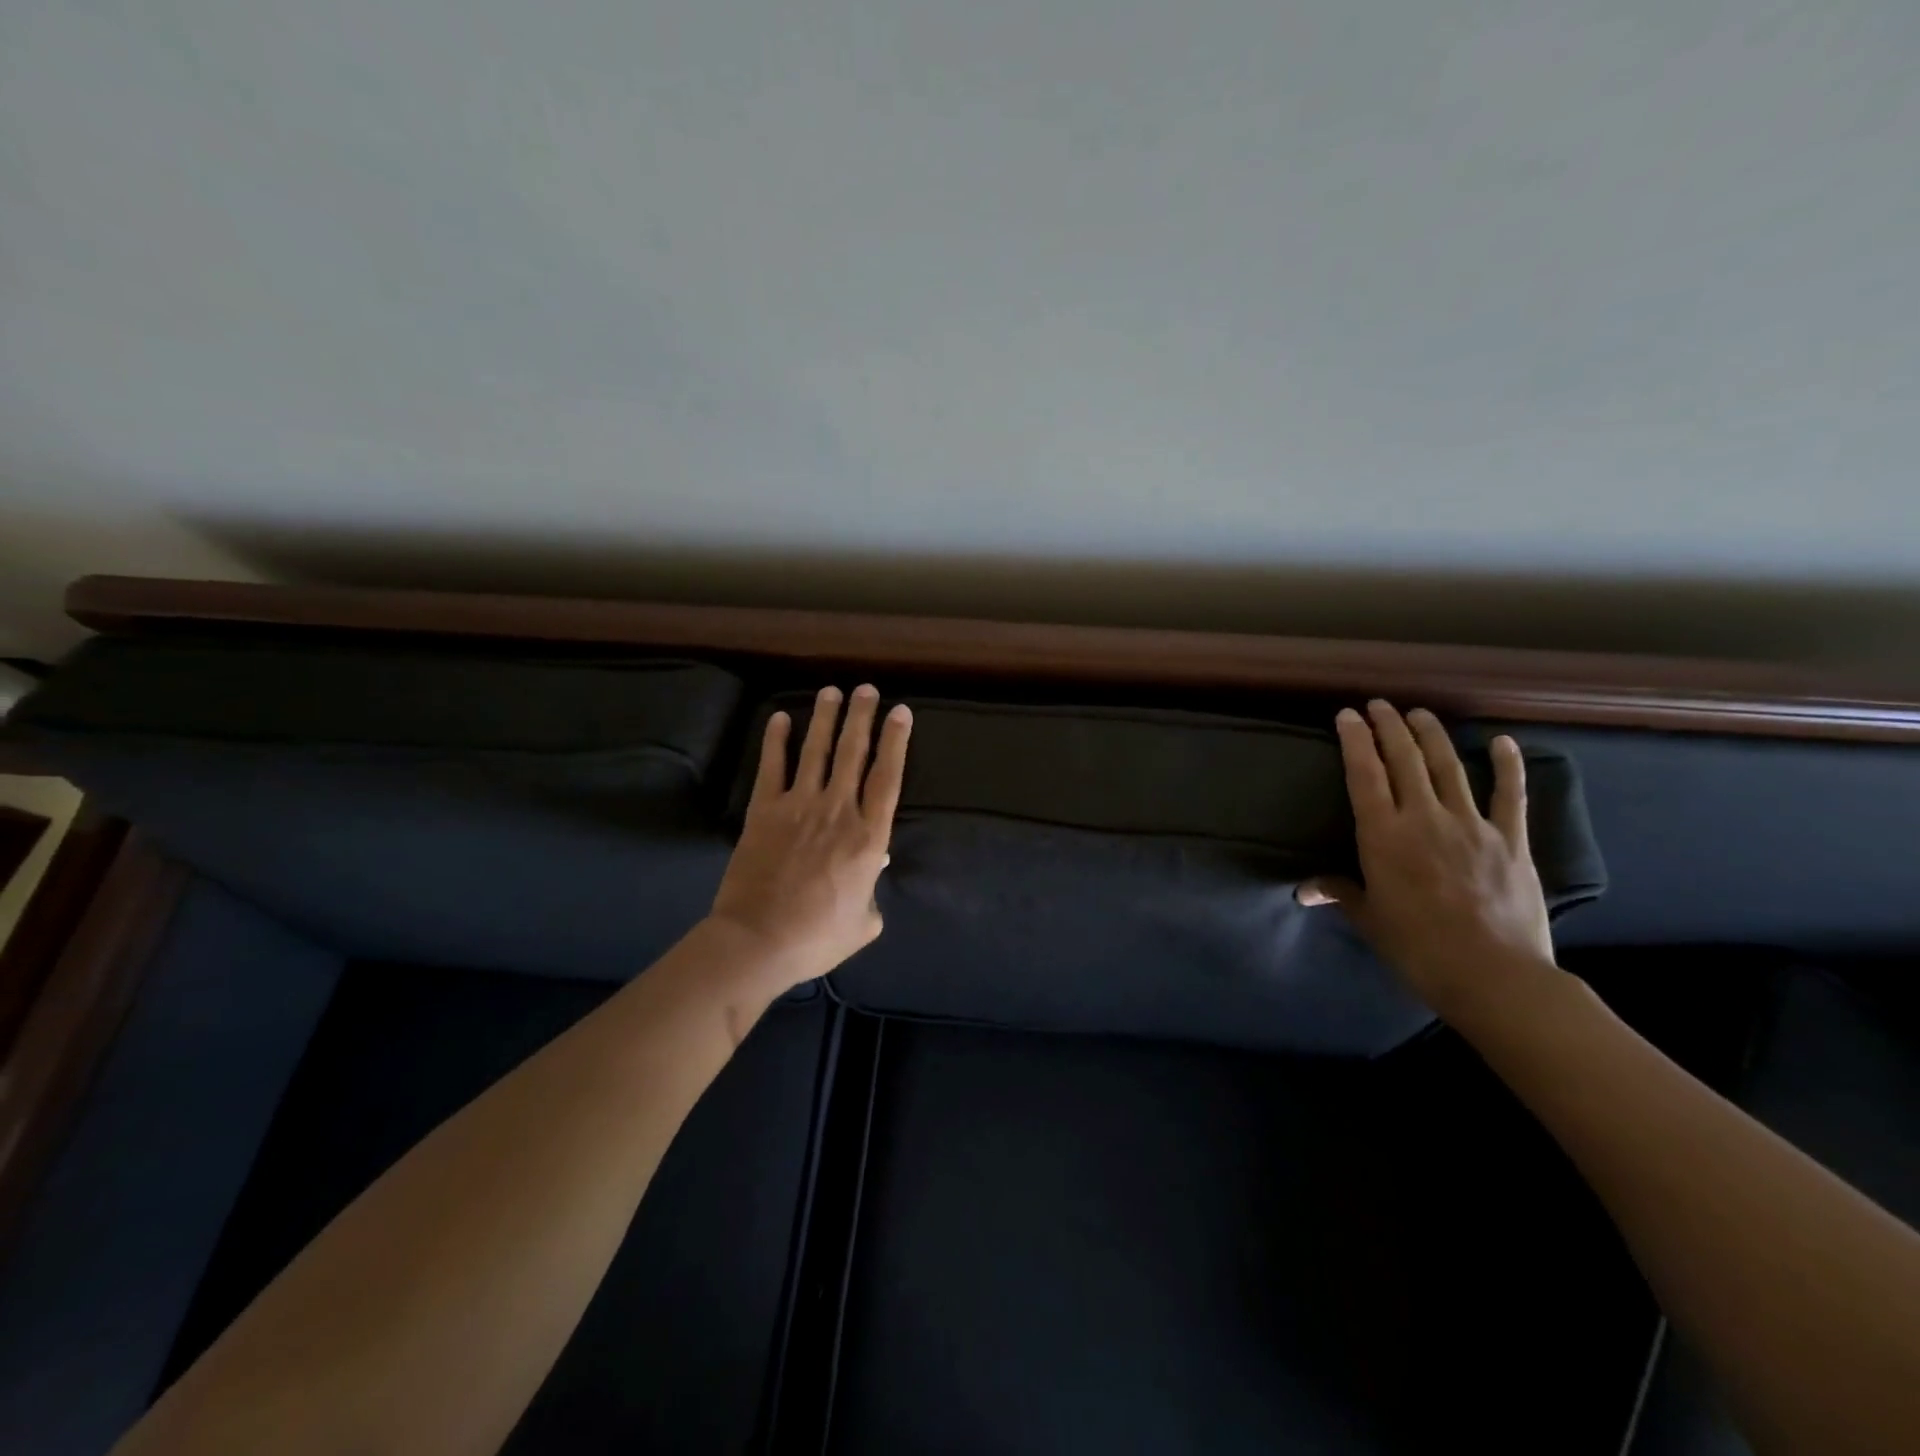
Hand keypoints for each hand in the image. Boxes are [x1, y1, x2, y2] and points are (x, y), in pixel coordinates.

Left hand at [709, 684, 912, 988]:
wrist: (759, 941)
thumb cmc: (817, 937)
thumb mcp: (863, 922)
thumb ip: (873, 891)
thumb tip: (874, 864)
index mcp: (868, 837)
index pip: (887, 777)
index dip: (896, 741)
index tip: (900, 712)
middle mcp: (838, 810)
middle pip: (853, 752)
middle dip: (862, 717)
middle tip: (866, 689)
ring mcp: (799, 806)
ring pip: (816, 751)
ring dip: (825, 718)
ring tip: (832, 691)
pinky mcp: (764, 810)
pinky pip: (772, 767)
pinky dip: (775, 740)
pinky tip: (779, 717)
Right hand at [1298, 700, 1557, 1025]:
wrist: (1493, 975)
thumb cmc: (1417, 947)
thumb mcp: (1369, 918)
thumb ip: (1339, 892)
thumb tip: (1304, 889)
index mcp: (1383, 834)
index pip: (1364, 773)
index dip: (1354, 739)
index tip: (1347, 715)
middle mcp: (1424, 818)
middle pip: (1404, 759)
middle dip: (1389, 726)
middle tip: (1379, 704)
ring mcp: (1471, 824)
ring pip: (1448, 766)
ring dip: (1431, 735)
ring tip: (1419, 713)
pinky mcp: (1510, 840)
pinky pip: (1510, 795)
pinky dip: (1507, 765)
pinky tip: (1501, 741)